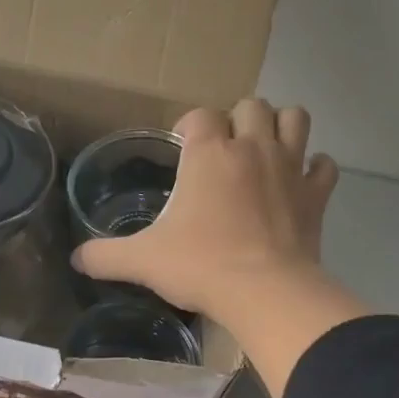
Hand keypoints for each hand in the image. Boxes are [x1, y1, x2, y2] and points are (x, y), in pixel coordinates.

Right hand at [71, 99, 338, 318]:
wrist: (264, 292)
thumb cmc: (200, 266)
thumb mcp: (142, 261)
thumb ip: (105, 256)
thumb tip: (75, 258)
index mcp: (209, 153)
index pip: (199, 116)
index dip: (189, 128)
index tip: (181, 147)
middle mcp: (252, 147)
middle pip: (250, 106)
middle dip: (237, 120)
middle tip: (224, 150)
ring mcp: (290, 167)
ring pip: (294, 118)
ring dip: (279, 127)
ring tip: (265, 150)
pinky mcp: (316, 195)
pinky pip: (323, 165)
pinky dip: (313, 169)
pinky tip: (300, 183)